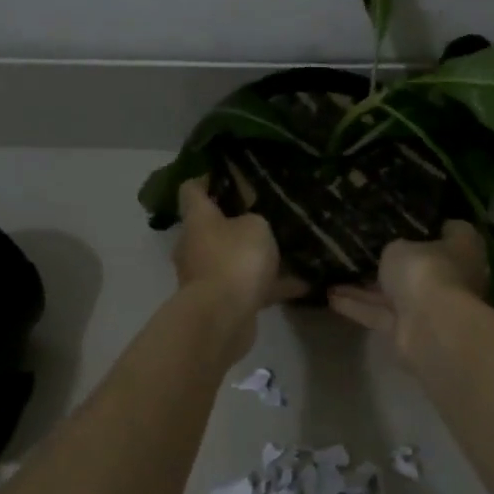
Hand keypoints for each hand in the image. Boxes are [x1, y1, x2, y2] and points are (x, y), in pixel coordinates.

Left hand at [173, 178, 306, 316]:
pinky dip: (269, 286)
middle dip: (236, 220)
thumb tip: (250, 223)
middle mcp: (194, 245)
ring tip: (286, 250)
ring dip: (253, 256)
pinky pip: (247, 286)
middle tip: (266, 213)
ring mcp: (204, 275)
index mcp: (198, 219)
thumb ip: (255, 218)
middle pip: (211, 225)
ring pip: (231, 258)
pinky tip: (301, 284)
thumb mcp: (256, 226)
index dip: (207, 179)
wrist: (222, 318)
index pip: (191, 189)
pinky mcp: (220, 302)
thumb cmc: (235, 259)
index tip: (230, 175)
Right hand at [327, 220, 489, 350]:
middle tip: (363, 246)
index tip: (402, 216)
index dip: (428, 224)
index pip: (451, 231)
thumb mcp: (402, 244)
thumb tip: (397, 250)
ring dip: (366, 286)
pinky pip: (379, 314)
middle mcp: (452, 278)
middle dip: (394, 261)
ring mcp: (430, 307)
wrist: (430, 327)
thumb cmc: (426, 270)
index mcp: (463, 250)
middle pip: (420, 266)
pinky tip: (329, 295)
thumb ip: (397, 246)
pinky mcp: (408, 332)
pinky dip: (356, 305)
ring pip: (395, 293)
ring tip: (335, 270)